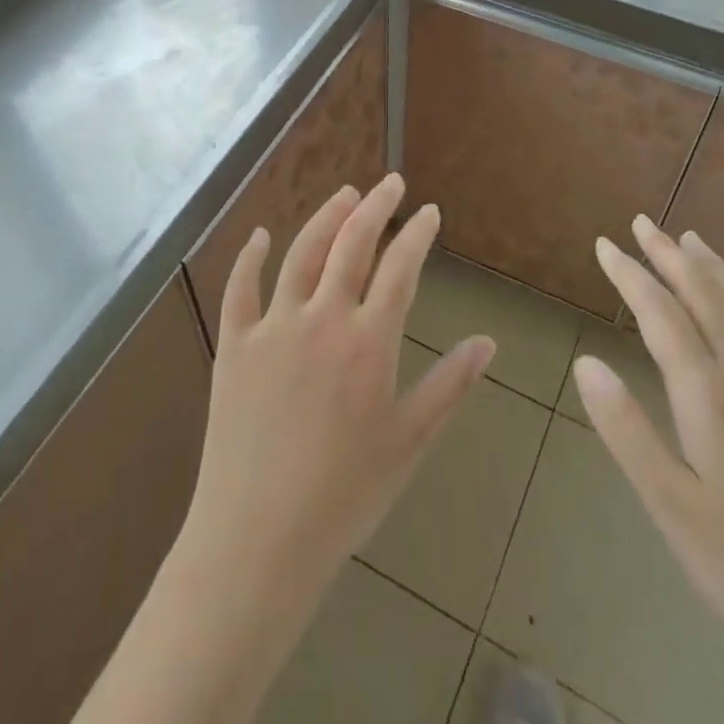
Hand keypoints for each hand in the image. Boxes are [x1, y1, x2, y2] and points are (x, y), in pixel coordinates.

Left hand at [180, 174, 494, 603]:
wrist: (258, 540)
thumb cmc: (344, 495)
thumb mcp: (409, 442)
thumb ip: (450, 386)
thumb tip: (488, 342)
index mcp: (369, 341)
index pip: (400, 268)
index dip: (417, 234)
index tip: (429, 211)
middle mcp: (322, 319)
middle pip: (352, 243)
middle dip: (376, 206)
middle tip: (391, 183)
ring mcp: (273, 327)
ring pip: (301, 253)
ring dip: (326, 217)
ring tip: (345, 194)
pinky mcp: (234, 345)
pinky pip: (240, 288)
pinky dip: (249, 257)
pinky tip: (259, 235)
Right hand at [575, 216, 723, 704]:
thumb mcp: (672, 509)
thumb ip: (626, 430)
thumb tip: (585, 363)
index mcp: (711, 394)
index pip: (660, 313)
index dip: (629, 275)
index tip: (604, 244)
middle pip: (706, 295)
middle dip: (669, 255)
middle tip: (642, 223)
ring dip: (716, 269)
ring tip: (692, 241)